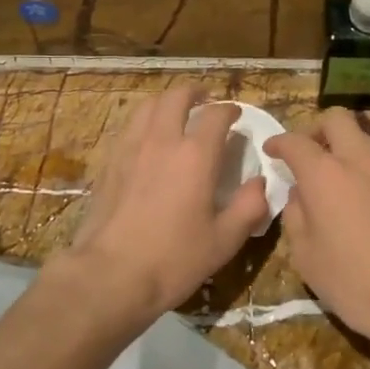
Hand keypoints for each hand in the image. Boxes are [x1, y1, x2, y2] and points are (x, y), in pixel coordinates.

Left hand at [65, 88, 269, 322]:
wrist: (110, 275)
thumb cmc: (173, 260)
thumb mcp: (224, 240)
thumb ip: (249, 207)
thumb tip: (260, 183)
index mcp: (195, 155)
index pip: (216, 115)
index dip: (229, 110)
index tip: (236, 115)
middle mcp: (162, 140)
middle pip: (176, 97)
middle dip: (194, 93)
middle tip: (205, 100)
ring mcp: (130, 149)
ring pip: (147, 106)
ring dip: (166, 102)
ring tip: (175, 111)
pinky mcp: (109, 163)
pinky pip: (129, 128)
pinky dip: (144, 122)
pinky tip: (147, 139)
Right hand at [266, 109, 369, 368]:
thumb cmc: (353, 281)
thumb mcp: (305, 255)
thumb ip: (296, 215)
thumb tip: (300, 195)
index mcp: (325, 174)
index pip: (296, 141)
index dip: (279, 143)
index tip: (272, 151)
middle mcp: (359, 161)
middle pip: (337, 119)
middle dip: (317, 129)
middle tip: (308, 154)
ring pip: (364, 141)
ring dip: (345, 152)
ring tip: (337, 184)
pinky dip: (367, 175)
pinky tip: (366, 207)